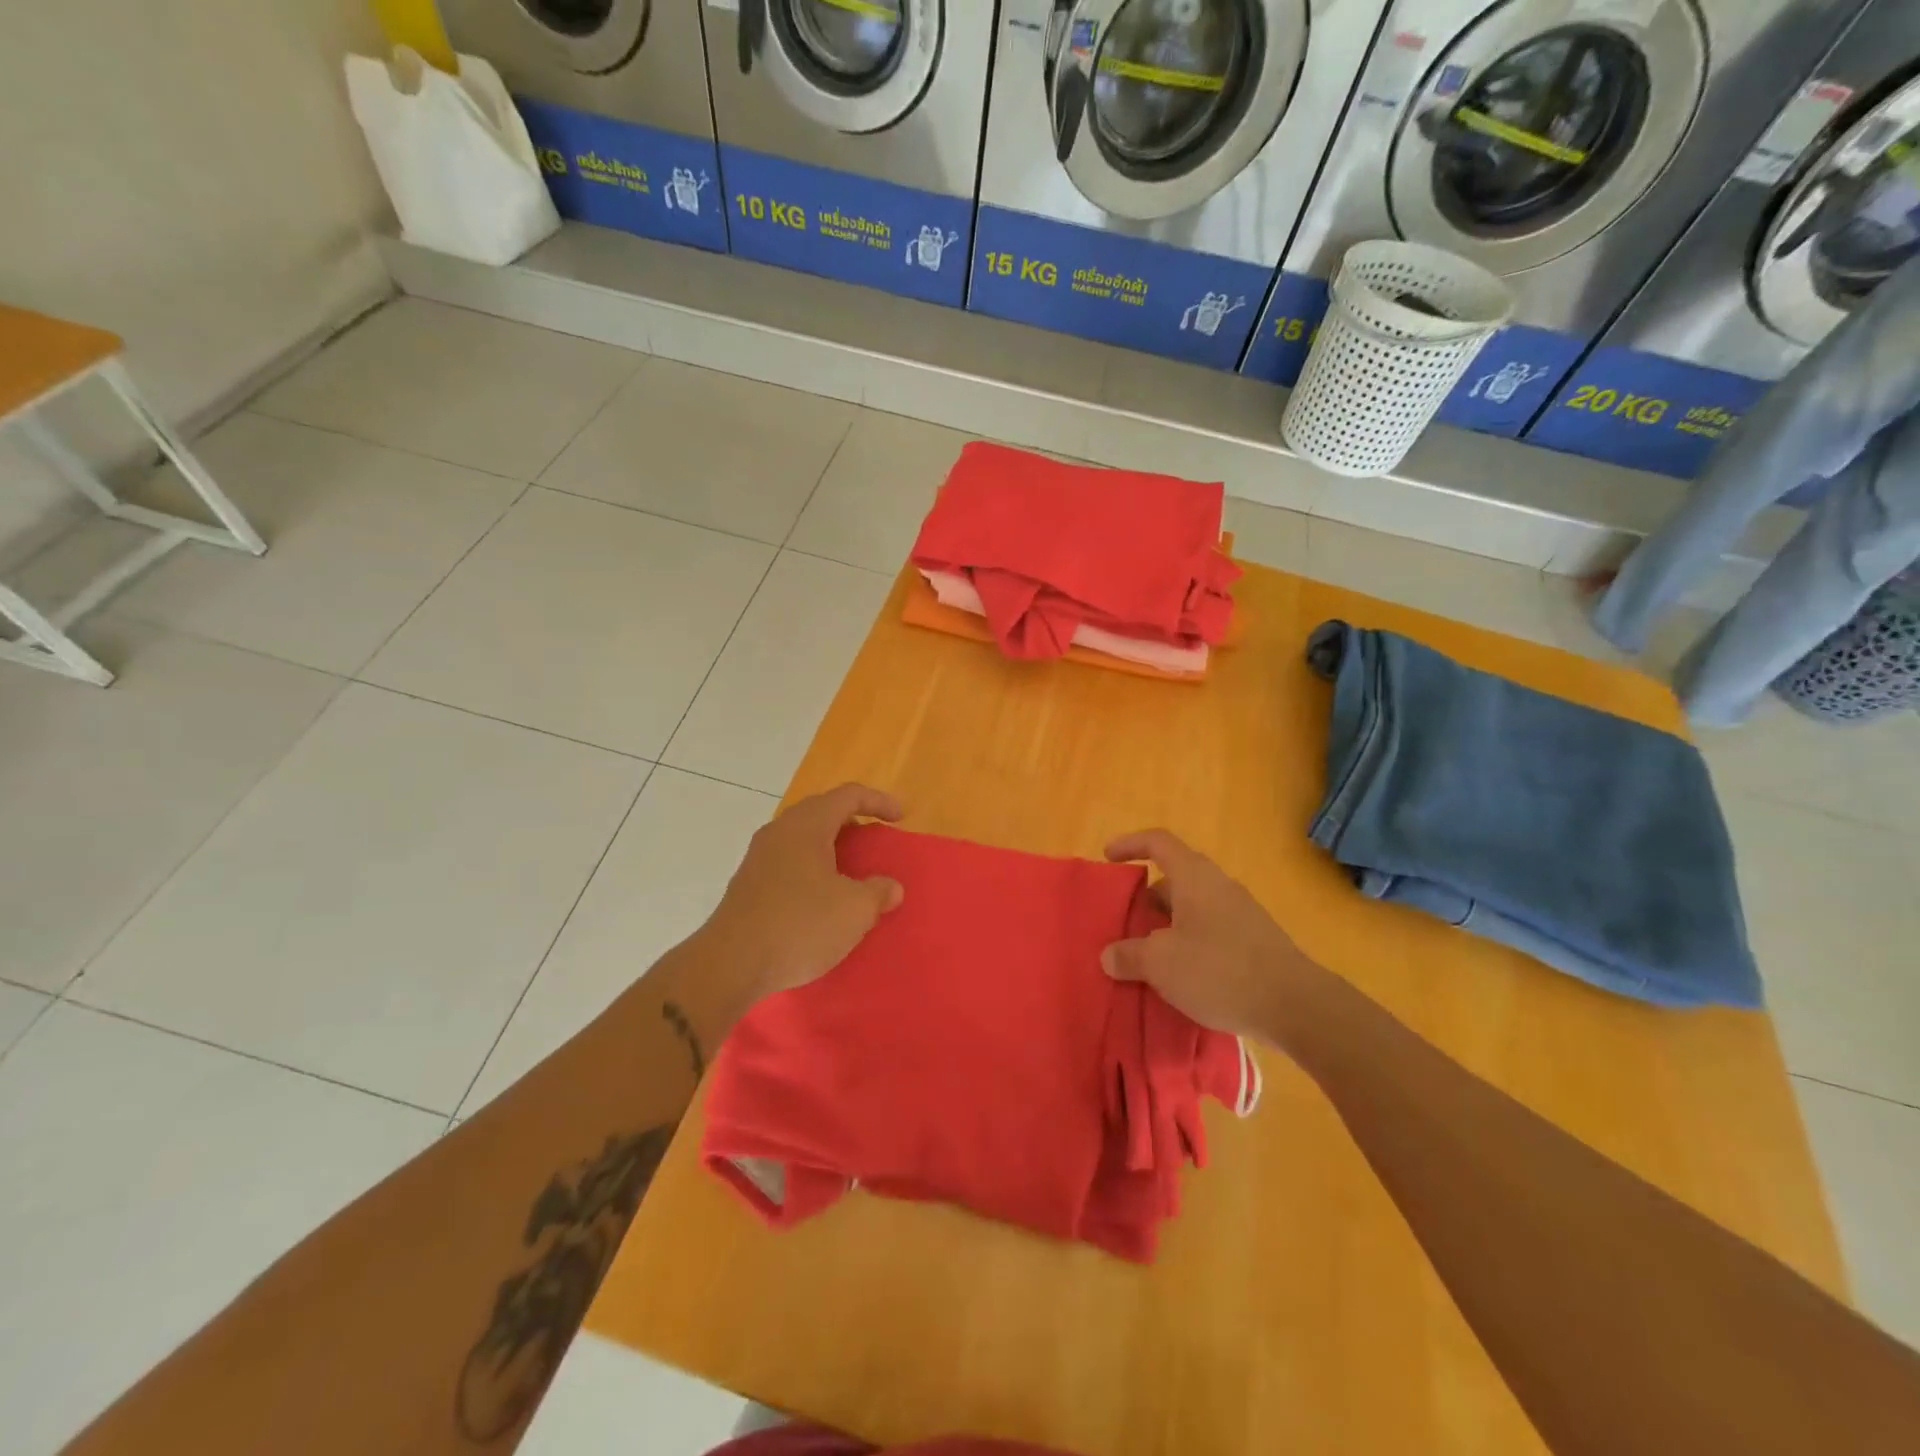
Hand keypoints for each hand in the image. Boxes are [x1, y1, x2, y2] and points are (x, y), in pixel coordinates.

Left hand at [707, 783, 905, 999]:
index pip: (848, 795)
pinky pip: (788, 861)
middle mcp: (780, 831)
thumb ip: (878, 892)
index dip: (878, 801)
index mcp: (807, 825)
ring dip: (830, 846)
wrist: (730, 964)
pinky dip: (811, 867)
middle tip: (874, 840)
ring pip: (802, 837)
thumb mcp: (854, 910)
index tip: (900, 817)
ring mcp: (759, 857)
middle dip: (852, 821)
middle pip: (821, 811)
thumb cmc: (800, 925)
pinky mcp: (748, 884)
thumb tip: (890, 887)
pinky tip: (821, 896)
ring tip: (851, 869)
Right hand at [1102, 829, 1306, 1038]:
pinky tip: (1180, 979)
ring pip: (1192, 910)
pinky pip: (1210, 933)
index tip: (1108, 858)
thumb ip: (1129, 955)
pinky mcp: (1255, 944)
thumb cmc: (1219, 970)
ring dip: (1167, 927)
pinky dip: (1188, 946)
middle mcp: (1218, 887)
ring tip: (1146, 957)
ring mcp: (1241, 915)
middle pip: (1174, 879)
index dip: (1130, 844)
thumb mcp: (1161, 963)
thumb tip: (1109, 955)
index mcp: (1194, 877)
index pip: (1158, 842)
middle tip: (1123, 923)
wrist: (1296, 1006)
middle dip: (1145, 899)